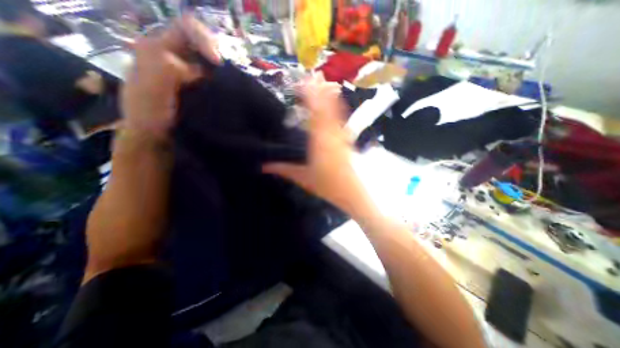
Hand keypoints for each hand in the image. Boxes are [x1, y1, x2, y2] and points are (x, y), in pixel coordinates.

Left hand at [120, 14, 219, 142]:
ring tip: (230, 84)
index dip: (204, 39)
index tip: (217, 62)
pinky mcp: (198, 87)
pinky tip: (226, 92)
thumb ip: (166, 69)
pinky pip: (213, 78)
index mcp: (159, 49)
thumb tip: (195, 66)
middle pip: (202, 44)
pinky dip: (222, 82)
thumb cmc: (150, 114)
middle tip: (228, 75)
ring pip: (209, 62)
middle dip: (217, 56)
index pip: (186, 29)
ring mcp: (188, 73)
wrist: (156, 136)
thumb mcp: (151, 89)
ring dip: (222, 70)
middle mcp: (175, 56)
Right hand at [264, 74, 375, 217]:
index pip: (314, 113)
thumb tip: (262, 166)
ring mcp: (342, 136)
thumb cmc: (327, 186)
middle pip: (327, 108)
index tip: (303, 83)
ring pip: (337, 112)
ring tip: (326, 82)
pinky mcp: (347, 141)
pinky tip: (337, 103)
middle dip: (320, 90)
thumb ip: (283, 169)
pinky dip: (338, 108)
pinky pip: (342, 120)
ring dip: (330, 96)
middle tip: (314, 75)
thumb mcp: (303, 178)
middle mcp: (332, 135)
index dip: (310, 96)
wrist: (352, 193)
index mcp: (320, 142)